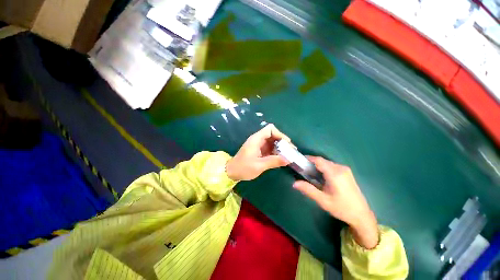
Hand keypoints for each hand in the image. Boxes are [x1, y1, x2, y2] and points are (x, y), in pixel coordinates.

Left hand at [226, 124, 289, 180]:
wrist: (231, 172)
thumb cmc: (243, 168)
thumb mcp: (259, 166)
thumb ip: (274, 161)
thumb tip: (288, 159)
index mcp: (256, 139)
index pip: (270, 129)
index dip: (279, 134)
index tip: (286, 144)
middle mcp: (257, 140)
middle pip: (272, 134)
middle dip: (281, 141)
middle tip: (290, 151)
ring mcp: (258, 145)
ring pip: (271, 141)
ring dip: (279, 147)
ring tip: (287, 155)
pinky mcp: (258, 150)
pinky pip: (269, 147)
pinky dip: (275, 151)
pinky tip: (279, 158)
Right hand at [293, 157, 378, 248]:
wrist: (362, 215)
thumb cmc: (342, 208)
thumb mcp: (323, 200)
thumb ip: (308, 190)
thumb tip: (294, 183)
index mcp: (335, 174)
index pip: (318, 160)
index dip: (308, 158)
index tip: (299, 161)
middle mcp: (340, 168)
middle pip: (322, 161)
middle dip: (312, 163)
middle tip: (303, 170)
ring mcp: (345, 170)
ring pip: (327, 163)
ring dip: (318, 166)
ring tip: (310, 175)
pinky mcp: (347, 173)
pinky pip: (332, 166)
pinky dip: (324, 169)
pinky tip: (321, 178)